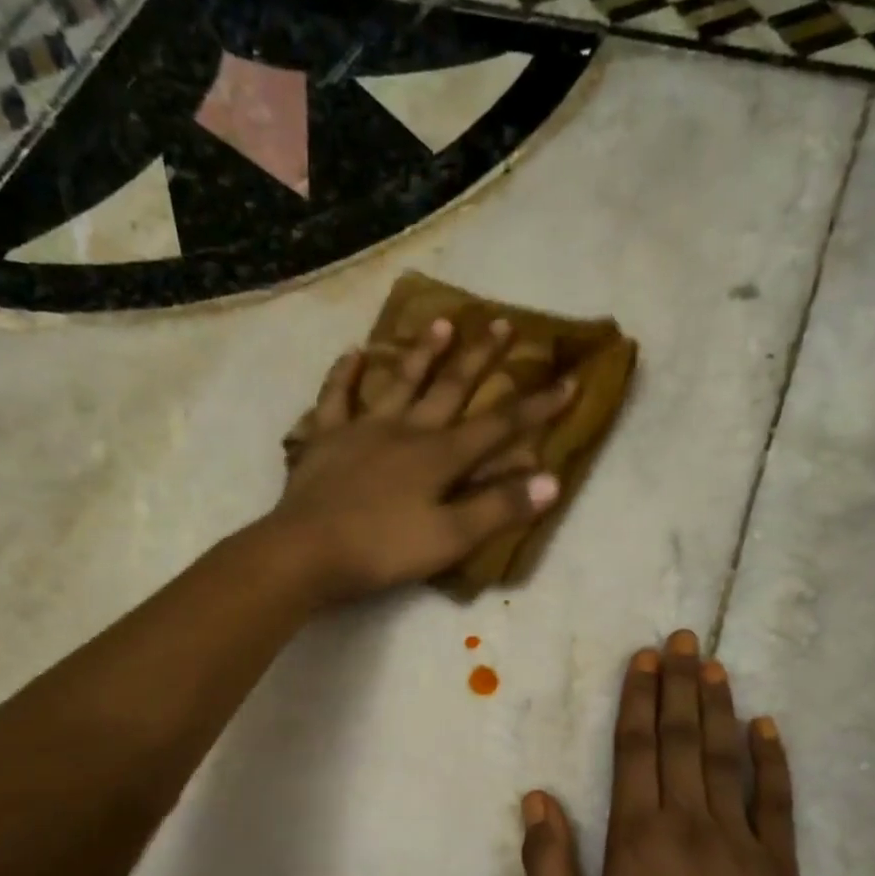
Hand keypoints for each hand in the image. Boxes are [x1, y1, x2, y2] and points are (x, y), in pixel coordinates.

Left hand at [269, 319, 574, 604]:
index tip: (567, 380)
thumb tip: (550, 480)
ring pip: (399, 382)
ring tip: (440, 322)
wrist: (306, 553)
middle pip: (450, 388)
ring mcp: (363, 429)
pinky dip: (345, 374)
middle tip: (501, 322)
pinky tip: (353, 353)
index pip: (499, 426)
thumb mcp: (450, 538)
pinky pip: (336, 398)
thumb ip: (499, 508)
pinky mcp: (325, 439)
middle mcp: (406, 430)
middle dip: (480, 357)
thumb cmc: (383, 550)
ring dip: (421, 353)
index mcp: (440, 456)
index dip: (536, 406)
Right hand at [520, 629, 801, 875]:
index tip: (644, 659)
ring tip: (715, 666)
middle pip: (682, 740)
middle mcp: (690, 826)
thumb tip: (537, 798)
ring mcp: (742, 846)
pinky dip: (773, 763)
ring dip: (719, 709)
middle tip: (682, 639)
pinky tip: (767, 727)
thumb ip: (547, 864)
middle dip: (680, 685)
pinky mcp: (779, 872)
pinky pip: (778, 804)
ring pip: (726, 760)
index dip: (639, 700)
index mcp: (637, 837)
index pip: (636, 750)